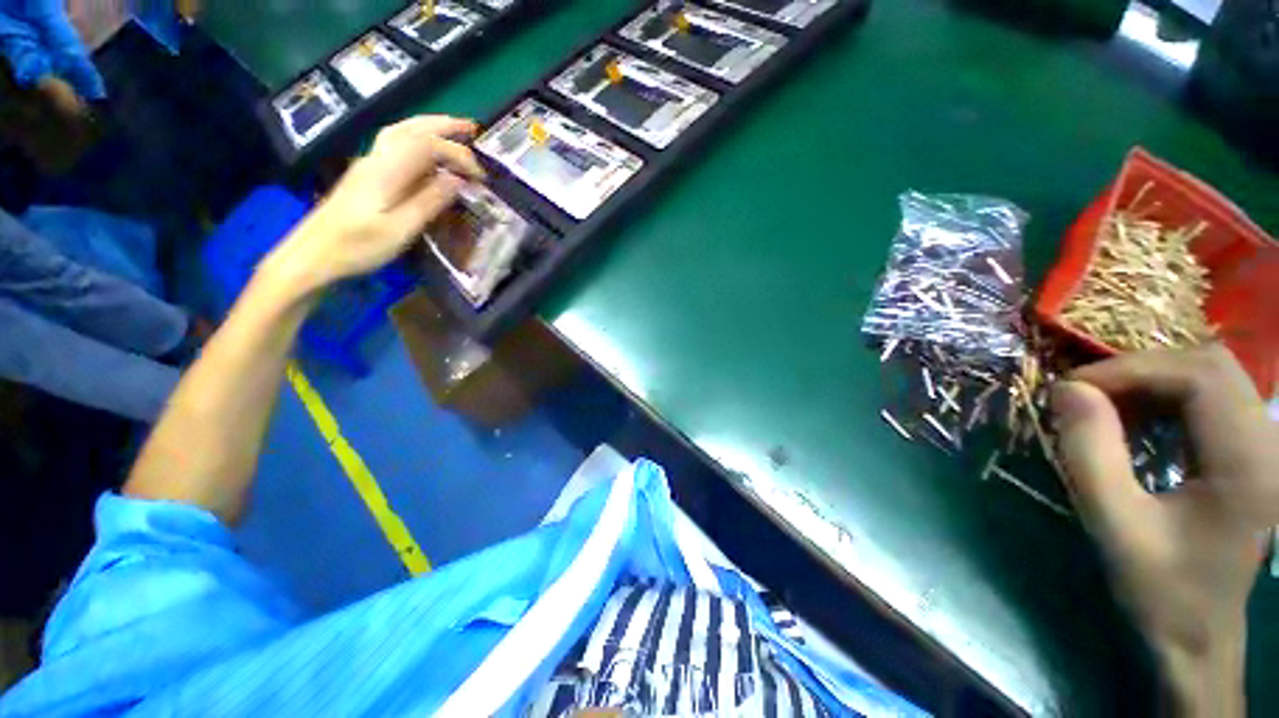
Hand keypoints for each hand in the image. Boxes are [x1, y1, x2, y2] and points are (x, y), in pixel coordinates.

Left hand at [264, 115, 484, 295]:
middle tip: (472, 128)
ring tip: (453, 133)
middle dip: (443, 125)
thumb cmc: (358, 246)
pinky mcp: (366, 175)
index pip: (427, 146)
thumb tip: (457, 180)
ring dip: (429, 128)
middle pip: (411, 128)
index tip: (481, 177)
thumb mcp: (400, 229)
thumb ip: (428, 202)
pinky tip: (428, 153)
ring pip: (400, 132)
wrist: (313, 253)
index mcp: (386, 171)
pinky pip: (395, 145)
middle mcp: (376, 159)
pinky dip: (418, 140)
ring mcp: (369, 165)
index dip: (457, 154)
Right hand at [1052, 345, 1276, 715]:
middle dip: (1142, 368)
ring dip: (1153, 380)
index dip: (1132, 370)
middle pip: (1212, 365)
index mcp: (1248, 465)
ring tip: (1108, 405)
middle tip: (1089, 393)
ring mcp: (1266, 446)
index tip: (1074, 389)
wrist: (1198, 632)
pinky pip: (1213, 397)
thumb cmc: (1159, 587)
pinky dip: (1167, 396)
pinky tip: (1139, 420)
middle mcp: (1270, 444)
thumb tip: (1066, 389)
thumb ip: (1090, 453)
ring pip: (1213, 374)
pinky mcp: (1253, 451)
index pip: (1200, 377)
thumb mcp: (1114, 525)